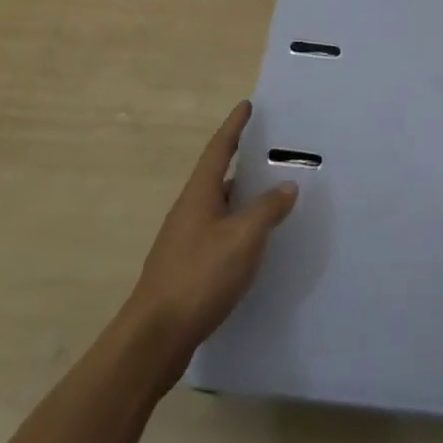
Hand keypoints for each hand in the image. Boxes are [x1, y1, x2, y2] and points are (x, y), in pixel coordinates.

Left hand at [127, 101, 298, 363]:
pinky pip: (218, 234)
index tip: (247, 105)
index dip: (234, 126)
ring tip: (272, 195)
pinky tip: (255, 243)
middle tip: (271, 151)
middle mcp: (189, 211)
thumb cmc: (199, 276)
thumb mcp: (243, 238)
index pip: (219, 149)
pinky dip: (238, 227)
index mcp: (199, 194)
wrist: (155, 338)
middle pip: (218, 176)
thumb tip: (287, 185)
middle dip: (242, 162)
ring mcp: (185, 241)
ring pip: (219, 208)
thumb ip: (268, 209)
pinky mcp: (187, 268)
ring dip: (242, 198)